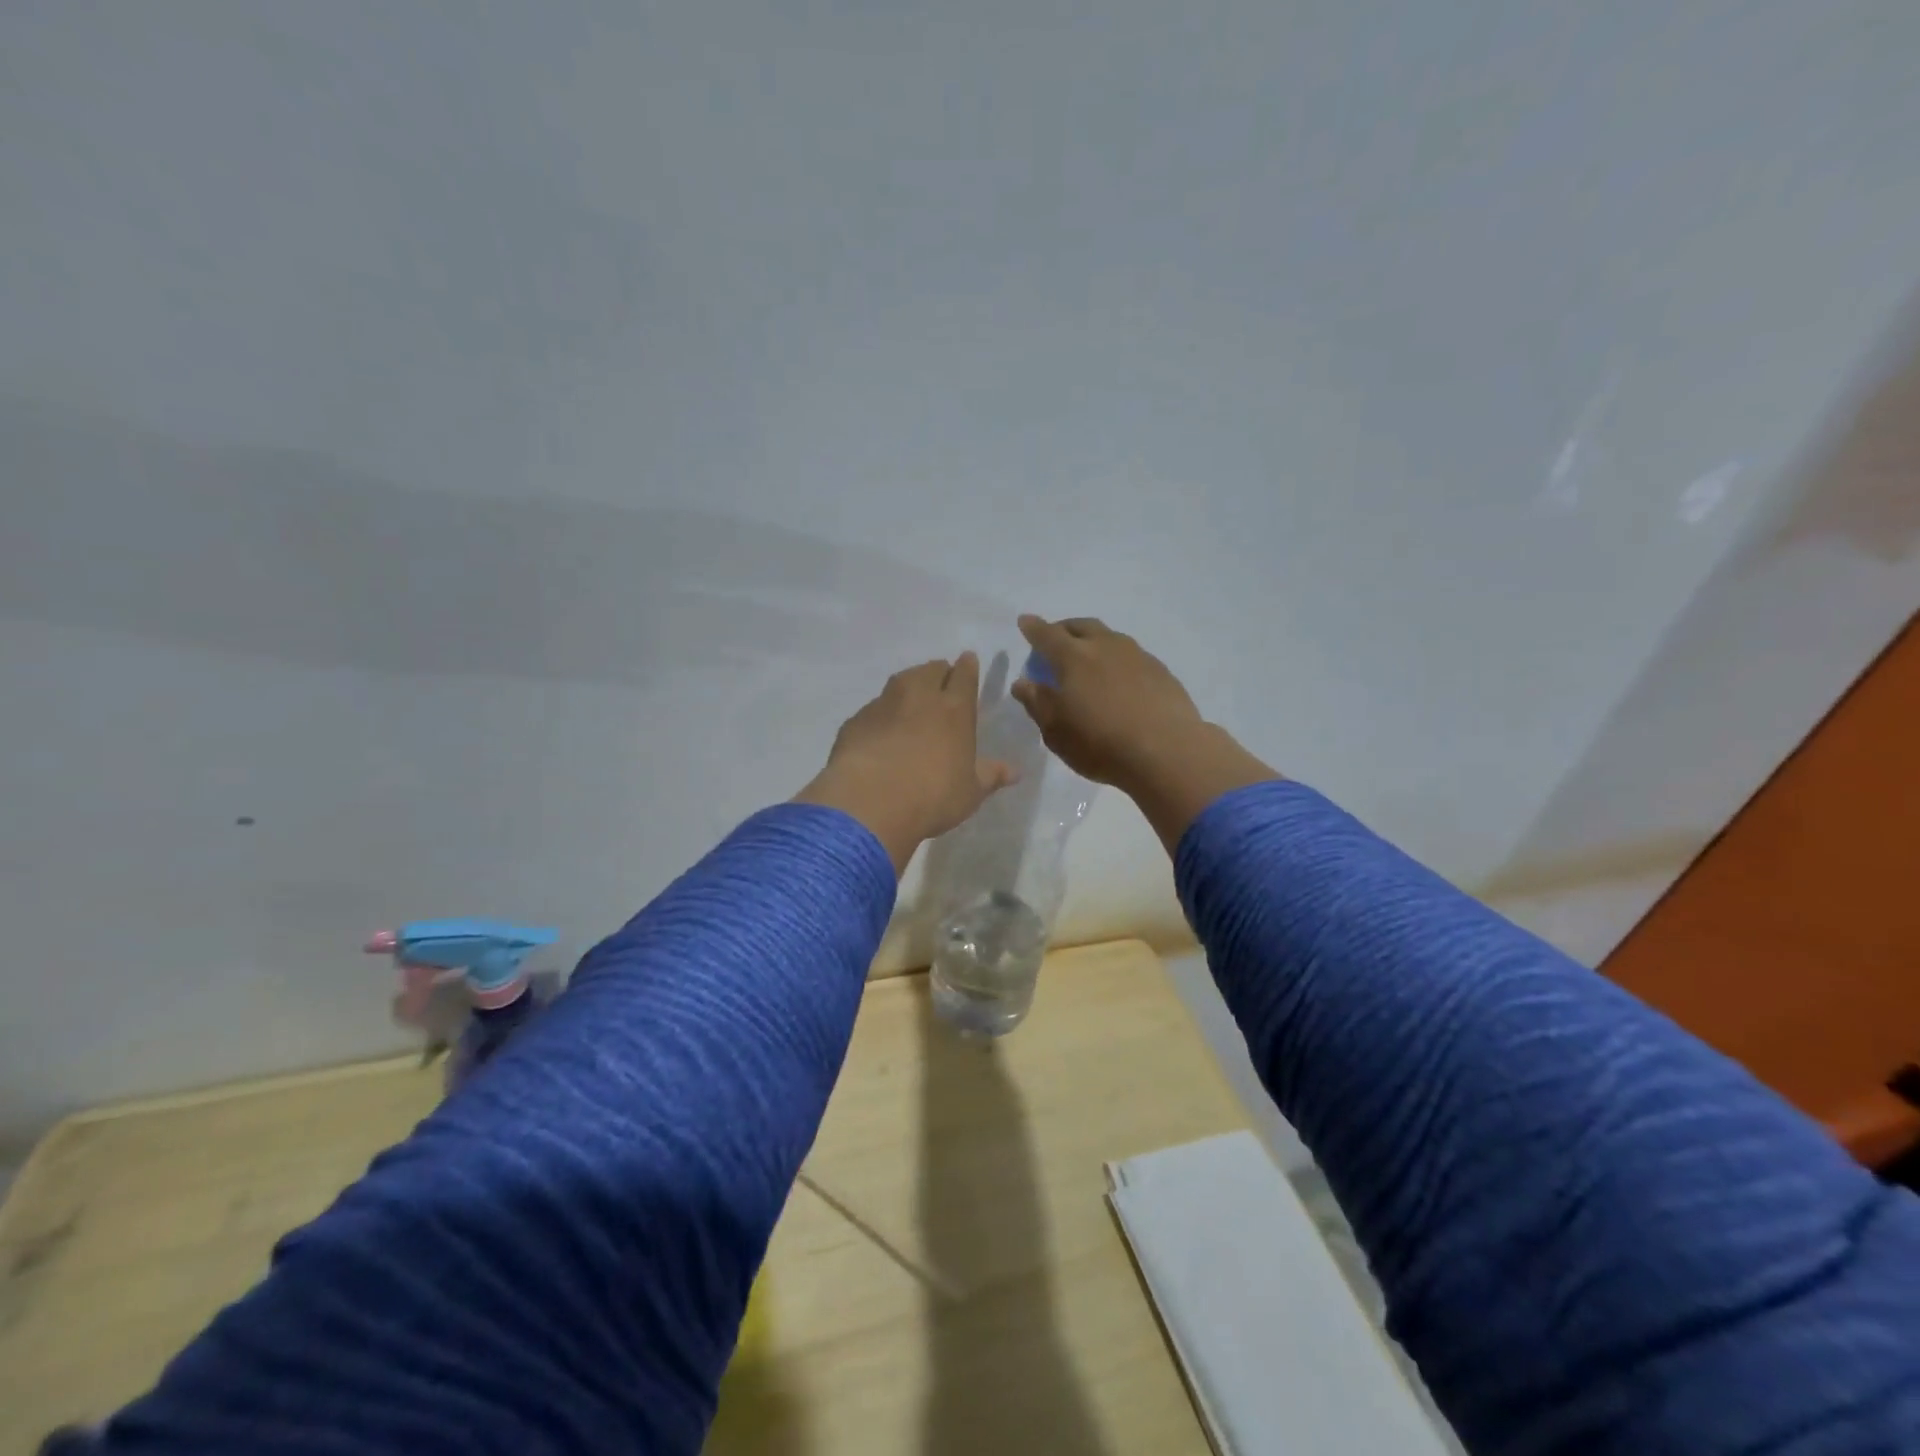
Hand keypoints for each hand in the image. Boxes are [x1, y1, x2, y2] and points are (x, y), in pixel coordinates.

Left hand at [795, 653, 1016, 874]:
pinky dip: (882, 713)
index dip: (967, 666)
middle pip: (931, 670)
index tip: (968, 660)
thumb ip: (990, 776)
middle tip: (942, 681)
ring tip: (913, 698)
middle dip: (939, 672)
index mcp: (954, 709)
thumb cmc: (933, 796)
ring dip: (910, 684)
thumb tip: (1015, 772)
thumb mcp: (970, 792)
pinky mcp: (856, 720)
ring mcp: (884, 704)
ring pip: (901, 681)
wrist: (870, 801)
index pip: (964, 675)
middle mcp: (919, 696)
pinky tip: (881, 730)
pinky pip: (875, 708)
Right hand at [1009, 616, 1208, 787]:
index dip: (1033, 628)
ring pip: (1109, 637)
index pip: (1046, 635)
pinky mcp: (1161, 671)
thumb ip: (1038, 702)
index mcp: (1073, 658)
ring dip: (1093, 641)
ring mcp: (1137, 655)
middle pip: (1080, 626)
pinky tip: (1119, 680)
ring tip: (1088, 659)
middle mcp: (1105, 646)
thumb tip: (1023, 682)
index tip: (1025, 622)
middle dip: (1063, 629)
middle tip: (1055, 640)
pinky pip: (1131, 655)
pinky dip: (1117, 660)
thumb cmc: (1101, 744)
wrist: (1168, 751)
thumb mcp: (1057, 731)